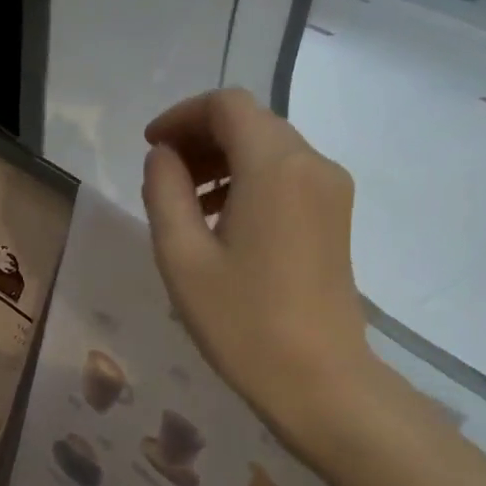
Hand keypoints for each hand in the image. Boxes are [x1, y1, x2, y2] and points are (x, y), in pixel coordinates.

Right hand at [140, 88, 379, 445]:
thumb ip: (164, 193)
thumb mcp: (182, 258)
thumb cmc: (242, 322)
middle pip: (252, 123)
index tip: (150, 148)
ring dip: (224, 162)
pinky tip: (223, 223)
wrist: (318, 379)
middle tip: (162, 178)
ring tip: (186, 206)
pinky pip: (288, 178)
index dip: (182, 116)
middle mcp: (312, 163)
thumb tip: (164, 158)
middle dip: (202, 138)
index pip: (227, 106)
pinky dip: (249, 182)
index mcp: (275, 165)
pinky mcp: (335, 218)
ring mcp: (331, 191)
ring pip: (271, 150)